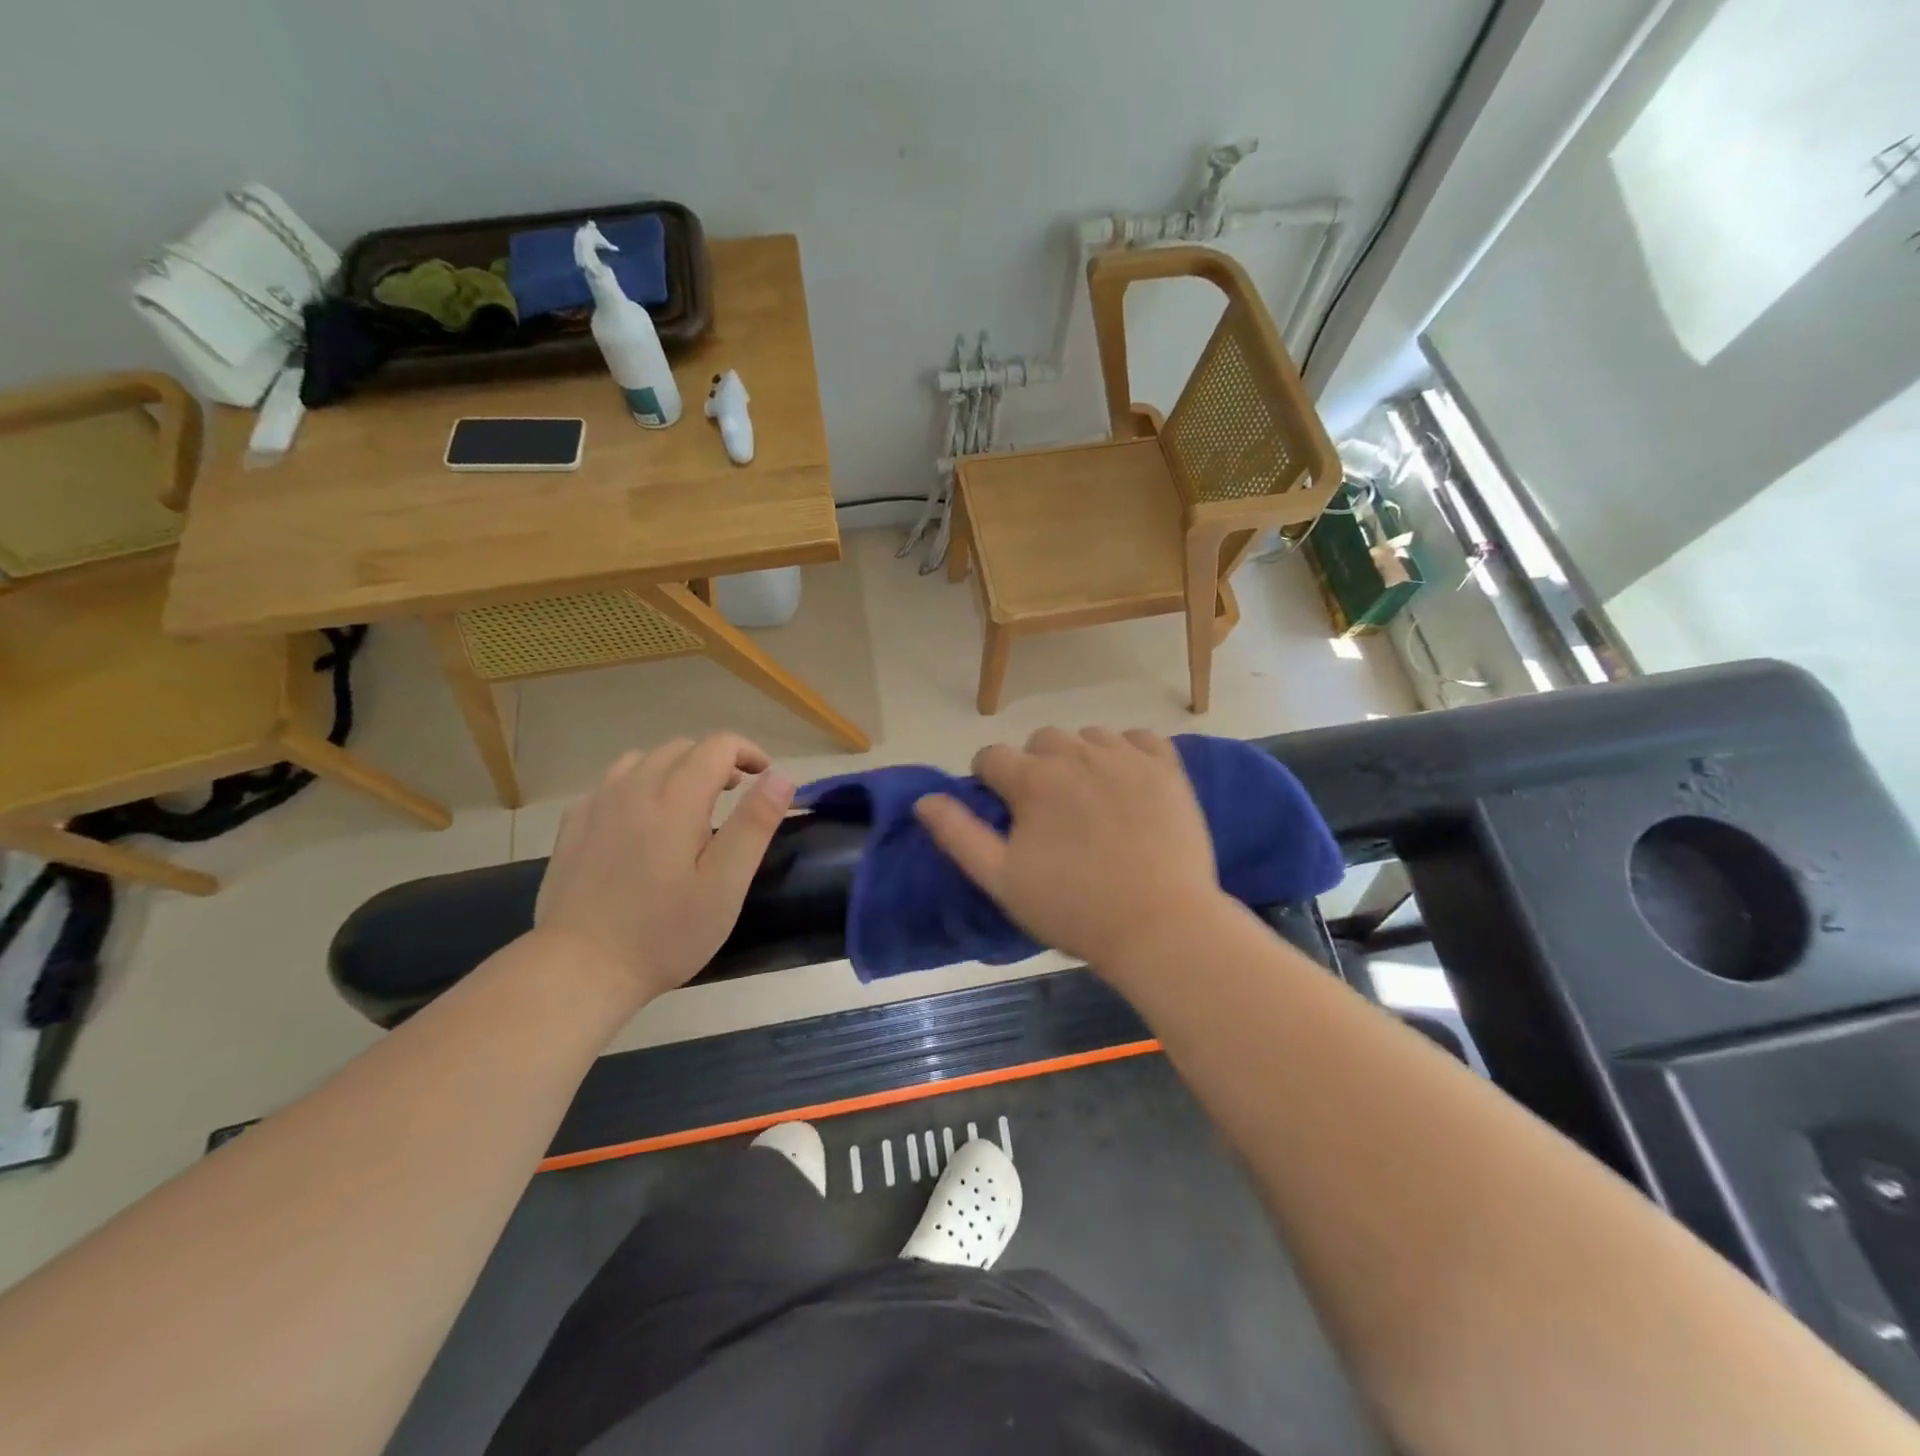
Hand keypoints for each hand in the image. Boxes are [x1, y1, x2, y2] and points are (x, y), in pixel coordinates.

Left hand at [534, 734, 794, 1002]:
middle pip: (681, 748)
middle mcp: (633, 788)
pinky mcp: (574, 825)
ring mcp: (597, 804)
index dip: (748, 751)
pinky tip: (643, 819)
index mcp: (675, 799)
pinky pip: (612, 783)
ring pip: (643, 760)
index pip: (717, 746)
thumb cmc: (665, 931)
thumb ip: (754, 824)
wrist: (580, 968)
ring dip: (675, 768)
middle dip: (715, 760)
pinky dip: (639, 785)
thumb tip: (780, 777)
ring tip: (690, 802)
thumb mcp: (725, 884)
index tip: (765, 776)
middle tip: (734, 794)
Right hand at [914, 728, 1228, 968]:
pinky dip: (1127, 751)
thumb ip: (958, 834)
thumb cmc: (1074, 908)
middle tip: (1048, 812)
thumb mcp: (1002, 880)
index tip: (1003, 812)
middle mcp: (1076, 755)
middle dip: (1034, 768)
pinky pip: (1138, 738)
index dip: (989, 781)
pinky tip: (1126, 781)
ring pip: (1088, 737)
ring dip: (1079, 758)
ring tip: (1089, 799)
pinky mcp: (1166, 768)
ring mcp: (1126, 757)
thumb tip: (925, 800)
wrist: (1161, 926)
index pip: (992, 756)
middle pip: (1041, 741)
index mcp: (1033, 779)